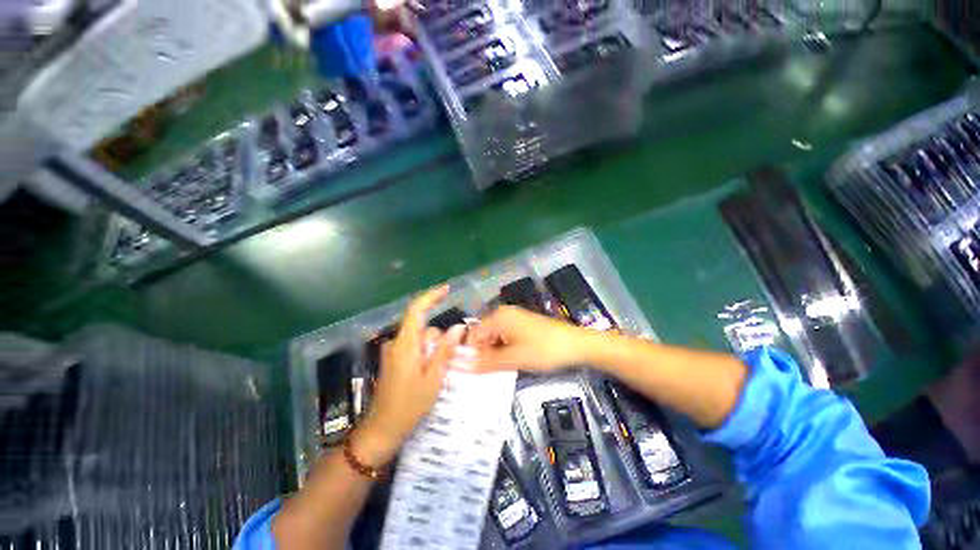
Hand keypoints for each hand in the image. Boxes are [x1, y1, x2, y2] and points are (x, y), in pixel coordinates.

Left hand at [356, 285, 465, 464]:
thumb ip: (445, 350)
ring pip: (420, 339)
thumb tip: (458, 327)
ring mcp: (394, 352)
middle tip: (446, 362)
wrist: (382, 429)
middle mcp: (397, 343)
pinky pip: (415, 348)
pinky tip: (428, 374)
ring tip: (436, 374)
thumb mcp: (433, 377)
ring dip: (432, 350)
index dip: (431, 296)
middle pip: (423, 327)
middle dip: (438, 339)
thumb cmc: (409, 404)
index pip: (416, 310)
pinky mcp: (394, 360)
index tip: (447, 289)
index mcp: (405, 344)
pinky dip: (426, 354)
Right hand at [468, 306, 595, 372]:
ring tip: (499, 368)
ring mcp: (513, 318)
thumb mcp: (514, 359)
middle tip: (486, 373)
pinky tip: (509, 360)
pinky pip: (503, 336)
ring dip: (492, 352)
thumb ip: (486, 362)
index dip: (470, 353)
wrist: (575, 344)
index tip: (473, 371)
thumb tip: (460, 367)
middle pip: (482, 334)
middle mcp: (502, 313)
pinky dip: (502, 348)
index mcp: (498, 317)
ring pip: (493, 336)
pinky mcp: (521, 324)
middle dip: (482, 353)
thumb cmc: (544, 350)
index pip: (473, 334)